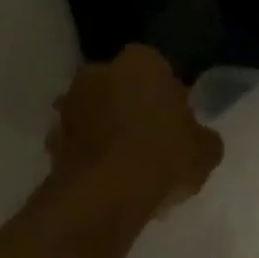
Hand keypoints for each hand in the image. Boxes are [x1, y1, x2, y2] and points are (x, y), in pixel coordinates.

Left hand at [47, 46, 223, 212]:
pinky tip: (108, 179)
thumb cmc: (163, 158)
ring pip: (97, 113)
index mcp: (141, 62)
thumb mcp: (207, 151)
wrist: (104, 195)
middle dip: (135, 108)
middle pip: (123, 87)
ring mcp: (69, 103)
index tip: (178, 123)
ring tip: (129, 165)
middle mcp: (99, 71)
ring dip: (108, 130)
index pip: (160, 70)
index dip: (170, 97)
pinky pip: (79, 141)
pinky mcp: (51, 137)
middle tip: (154, 142)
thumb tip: (197, 137)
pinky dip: (90, 154)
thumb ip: (203, 136)